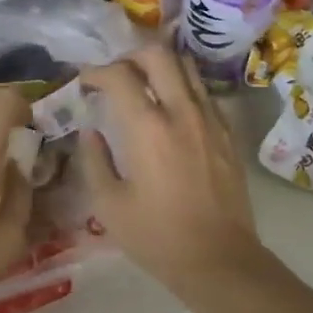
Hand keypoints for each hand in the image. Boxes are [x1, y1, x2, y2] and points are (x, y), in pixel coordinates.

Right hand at [80, 44, 261, 294]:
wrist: (218, 258)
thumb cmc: (157, 237)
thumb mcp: (109, 205)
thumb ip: (94, 160)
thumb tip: (90, 132)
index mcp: (148, 128)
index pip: (119, 76)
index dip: (96, 72)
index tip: (84, 82)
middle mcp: (182, 112)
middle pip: (159, 54)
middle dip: (130, 56)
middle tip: (115, 75)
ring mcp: (211, 119)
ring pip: (187, 67)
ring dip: (160, 66)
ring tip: (143, 83)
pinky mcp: (228, 132)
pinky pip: (203, 93)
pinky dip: (183, 88)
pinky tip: (172, 110)